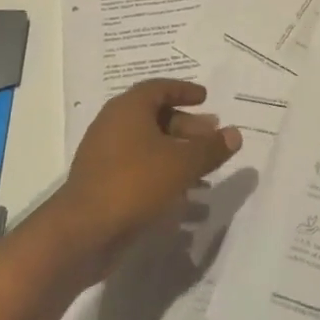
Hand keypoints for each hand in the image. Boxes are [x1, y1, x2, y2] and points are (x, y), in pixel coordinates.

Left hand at [49, 79, 241, 280]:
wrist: (84, 231)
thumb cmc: (135, 183)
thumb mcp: (182, 164)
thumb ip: (211, 148)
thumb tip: (235, 133)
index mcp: (128, 108)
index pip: (159, 88)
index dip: (184, 91)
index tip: (206, 98)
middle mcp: (113, 125)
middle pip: (155, 116)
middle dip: (186, 125)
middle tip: (212, 135)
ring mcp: (105, 155)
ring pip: (148, 145)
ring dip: (177, 153)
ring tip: (205, 169)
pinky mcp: (103, 183)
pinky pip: (138, 169)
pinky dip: (162, 173)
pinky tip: (184, 195)